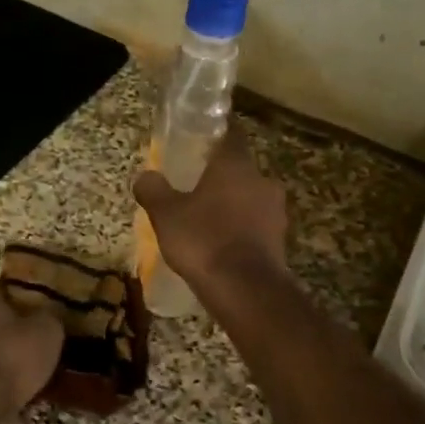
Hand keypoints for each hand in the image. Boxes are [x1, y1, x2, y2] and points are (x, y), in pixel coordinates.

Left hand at [0, 281, 64, 414]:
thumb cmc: (11, 357)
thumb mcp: (47, 332)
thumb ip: (49, 316)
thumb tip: (49, 312)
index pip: (2, 286)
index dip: (22, 298)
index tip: (39, 311)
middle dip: (5, 327)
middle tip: (30, 342)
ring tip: (19, 371)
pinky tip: (1, 390)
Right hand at [134, 125, 288, 289]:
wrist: (244, 288)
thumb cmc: (203, 240)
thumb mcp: (166, 214)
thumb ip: (154, 191)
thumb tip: (144, 176)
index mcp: (235, 165)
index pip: (230, 135)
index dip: (216, 134)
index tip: (201, 139)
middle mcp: (261, 180)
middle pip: (240, 170)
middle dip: (220, 177)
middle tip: (196, 186)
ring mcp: (275, 211)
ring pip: (250, 198)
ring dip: (232, 205)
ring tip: (207, 219)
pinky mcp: (280, 240)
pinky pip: (256, 225)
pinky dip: (241, 229)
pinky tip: (222, 243)